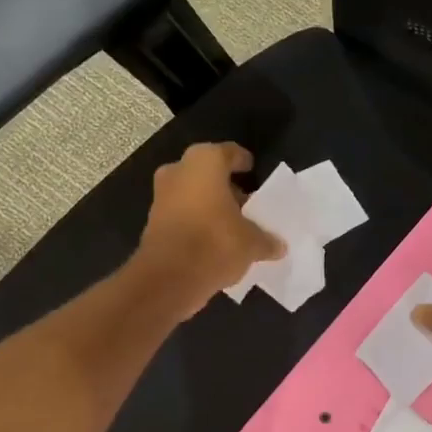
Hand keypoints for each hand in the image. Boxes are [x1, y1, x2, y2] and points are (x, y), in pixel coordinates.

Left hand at [137, 142, 284, 316]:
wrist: (168, 278)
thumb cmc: (216, 243)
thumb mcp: (252, 243)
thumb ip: (266, 240)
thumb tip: (278, 246)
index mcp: (204, 162)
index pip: (229, 153)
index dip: (242, 161)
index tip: (252, 170)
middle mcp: (179, 172)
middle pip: (207, 173)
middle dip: (226, 187)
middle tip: (247, 204)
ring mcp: (161, 196)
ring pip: (192, 194)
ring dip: (210, 206)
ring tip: (234, 225)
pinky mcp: (153, 222)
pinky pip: (182, 215)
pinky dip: (197, 223)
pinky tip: (215, 241)